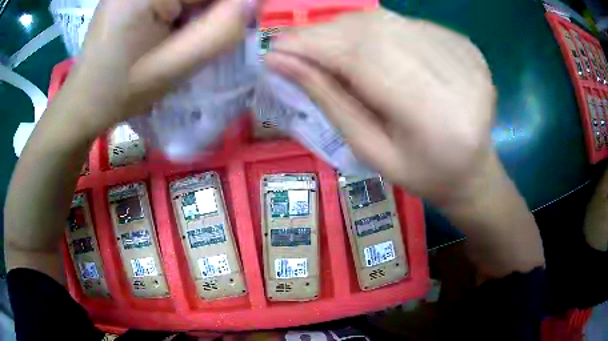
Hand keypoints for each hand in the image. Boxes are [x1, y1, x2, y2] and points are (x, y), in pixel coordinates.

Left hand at [66, 0, 255, 134]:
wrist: (84, 100)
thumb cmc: (121, 91)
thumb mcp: (172, 68)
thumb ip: (219, 31)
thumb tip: (254, 2)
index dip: (232, 5)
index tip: (238, 24)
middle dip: (212, 8)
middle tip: (202, 35)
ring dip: (197, 10)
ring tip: (182, 33)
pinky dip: (183, 8)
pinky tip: (172, 25)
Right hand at [266, 9, 495, 206]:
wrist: (473, 170)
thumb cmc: (422, 174)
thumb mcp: (371, 150)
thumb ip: (329, 101)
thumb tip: (280, 62)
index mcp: (435, 118)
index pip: (363, 59)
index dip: (314, 45)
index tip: (276, 46)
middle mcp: (458, 77)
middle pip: (376, 32)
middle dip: (327, 33)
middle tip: (297, 45)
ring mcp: (466, 56)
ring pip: (391, 21)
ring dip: (348, 28)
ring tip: (327, 46)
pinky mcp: (467, 46)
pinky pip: (409, 23)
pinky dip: (379, 29)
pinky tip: (369, 47)